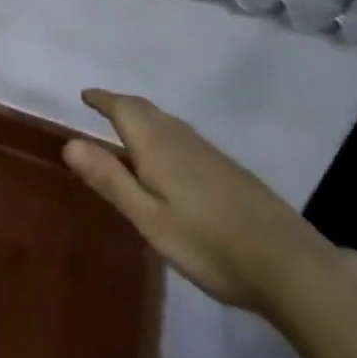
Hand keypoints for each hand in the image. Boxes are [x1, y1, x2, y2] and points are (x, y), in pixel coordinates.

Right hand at [63, 88, 334, 312]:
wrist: (287, 262)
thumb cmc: (208, 244)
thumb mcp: (150, 219)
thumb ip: (110, 180)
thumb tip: (69, 143)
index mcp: (156, 145)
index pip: (123, 108)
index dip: (102, 99)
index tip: (85, 95)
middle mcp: (180, 137)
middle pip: (145, 109)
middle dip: (121, 105)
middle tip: (102, 107)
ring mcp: (208, 151)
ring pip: (166, 122)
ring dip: (143, 117)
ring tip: (128, 128)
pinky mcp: (227, 169)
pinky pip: (183, 136)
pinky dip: (163, 133)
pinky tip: (169, 158)